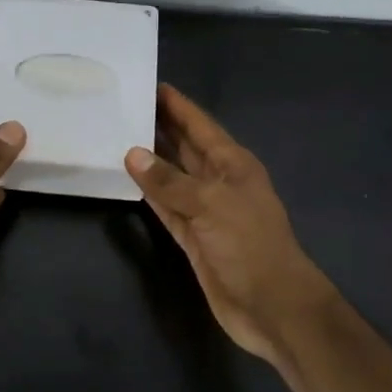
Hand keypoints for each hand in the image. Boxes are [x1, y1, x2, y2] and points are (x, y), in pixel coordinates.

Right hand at [125, 84, 335, 363]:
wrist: (272, 306)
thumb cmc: (249, 245)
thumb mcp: (211, 205)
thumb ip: (169, 181)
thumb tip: (132, 153)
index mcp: (233, 165)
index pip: (201, 126)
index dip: (178, 106)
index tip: (152, 84)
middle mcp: (219, 181)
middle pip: (186, 147)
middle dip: (161, 127)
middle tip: (126, 105)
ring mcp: (206, 210)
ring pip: (173, 176)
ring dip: (151, 159)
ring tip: (119, 135)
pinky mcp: (193, 236)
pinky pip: (166, 206)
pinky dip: (149, 193)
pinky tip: (129, 178)